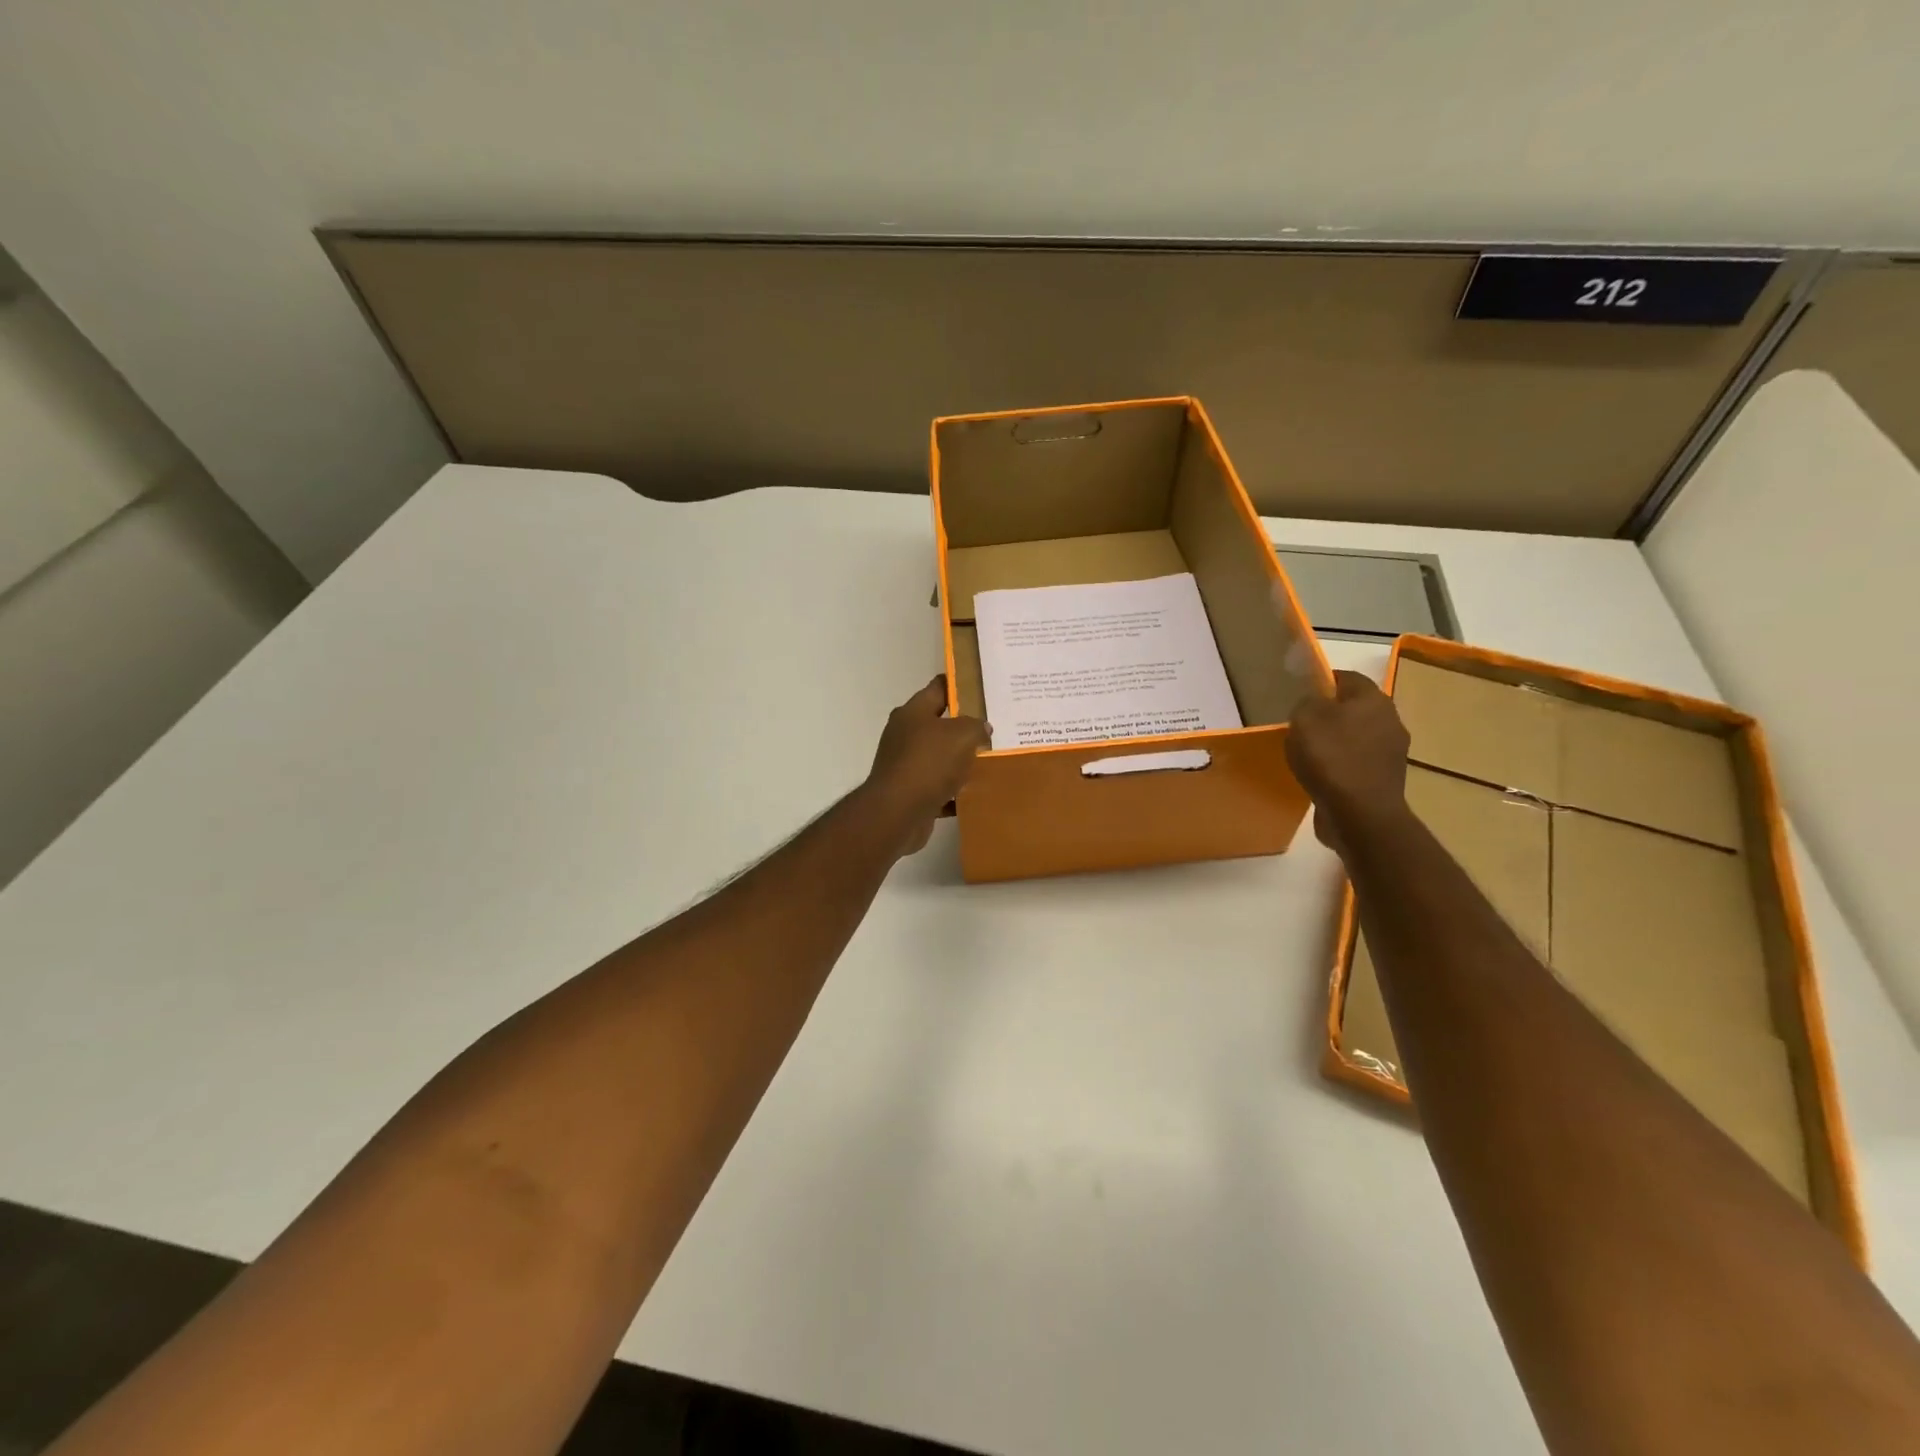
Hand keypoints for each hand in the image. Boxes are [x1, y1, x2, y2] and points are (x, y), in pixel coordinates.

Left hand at [861, 676, 991, 855]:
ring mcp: (905, 764)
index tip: (981, 686)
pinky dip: (954, 791)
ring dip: (960, 762)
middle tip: (993, 728)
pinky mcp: (909, 792)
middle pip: (939, 724)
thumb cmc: (929, 763)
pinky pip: (938, 787)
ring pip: (940, 758)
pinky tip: (975, 794)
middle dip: (964, 727)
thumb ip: (976, 726)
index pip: (938, 688)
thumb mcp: (962, 735)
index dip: (958, 684)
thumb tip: (981, 728)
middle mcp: (905, 735)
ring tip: (990, 761)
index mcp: (913, 712)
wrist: (898, 813)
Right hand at [1286, 670, 1410, 859]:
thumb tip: (1315, 703)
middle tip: (1301, 724)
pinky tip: (1322, 776)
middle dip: (1330, 713)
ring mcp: (1392, 752)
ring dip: (1337, 741)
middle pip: (1355, 708)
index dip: (1322, 680)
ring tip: (1308, 753)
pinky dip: (1341, 765)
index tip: (1300, 693)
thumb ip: (1308, 702)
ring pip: (1358, 736)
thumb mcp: (1305, 719)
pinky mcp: (1386, 779)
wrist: (1360, 814)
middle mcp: (1390, 720)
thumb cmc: (1331, 758)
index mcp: (1373, 699)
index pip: (1347, 677)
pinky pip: (1358, 762)